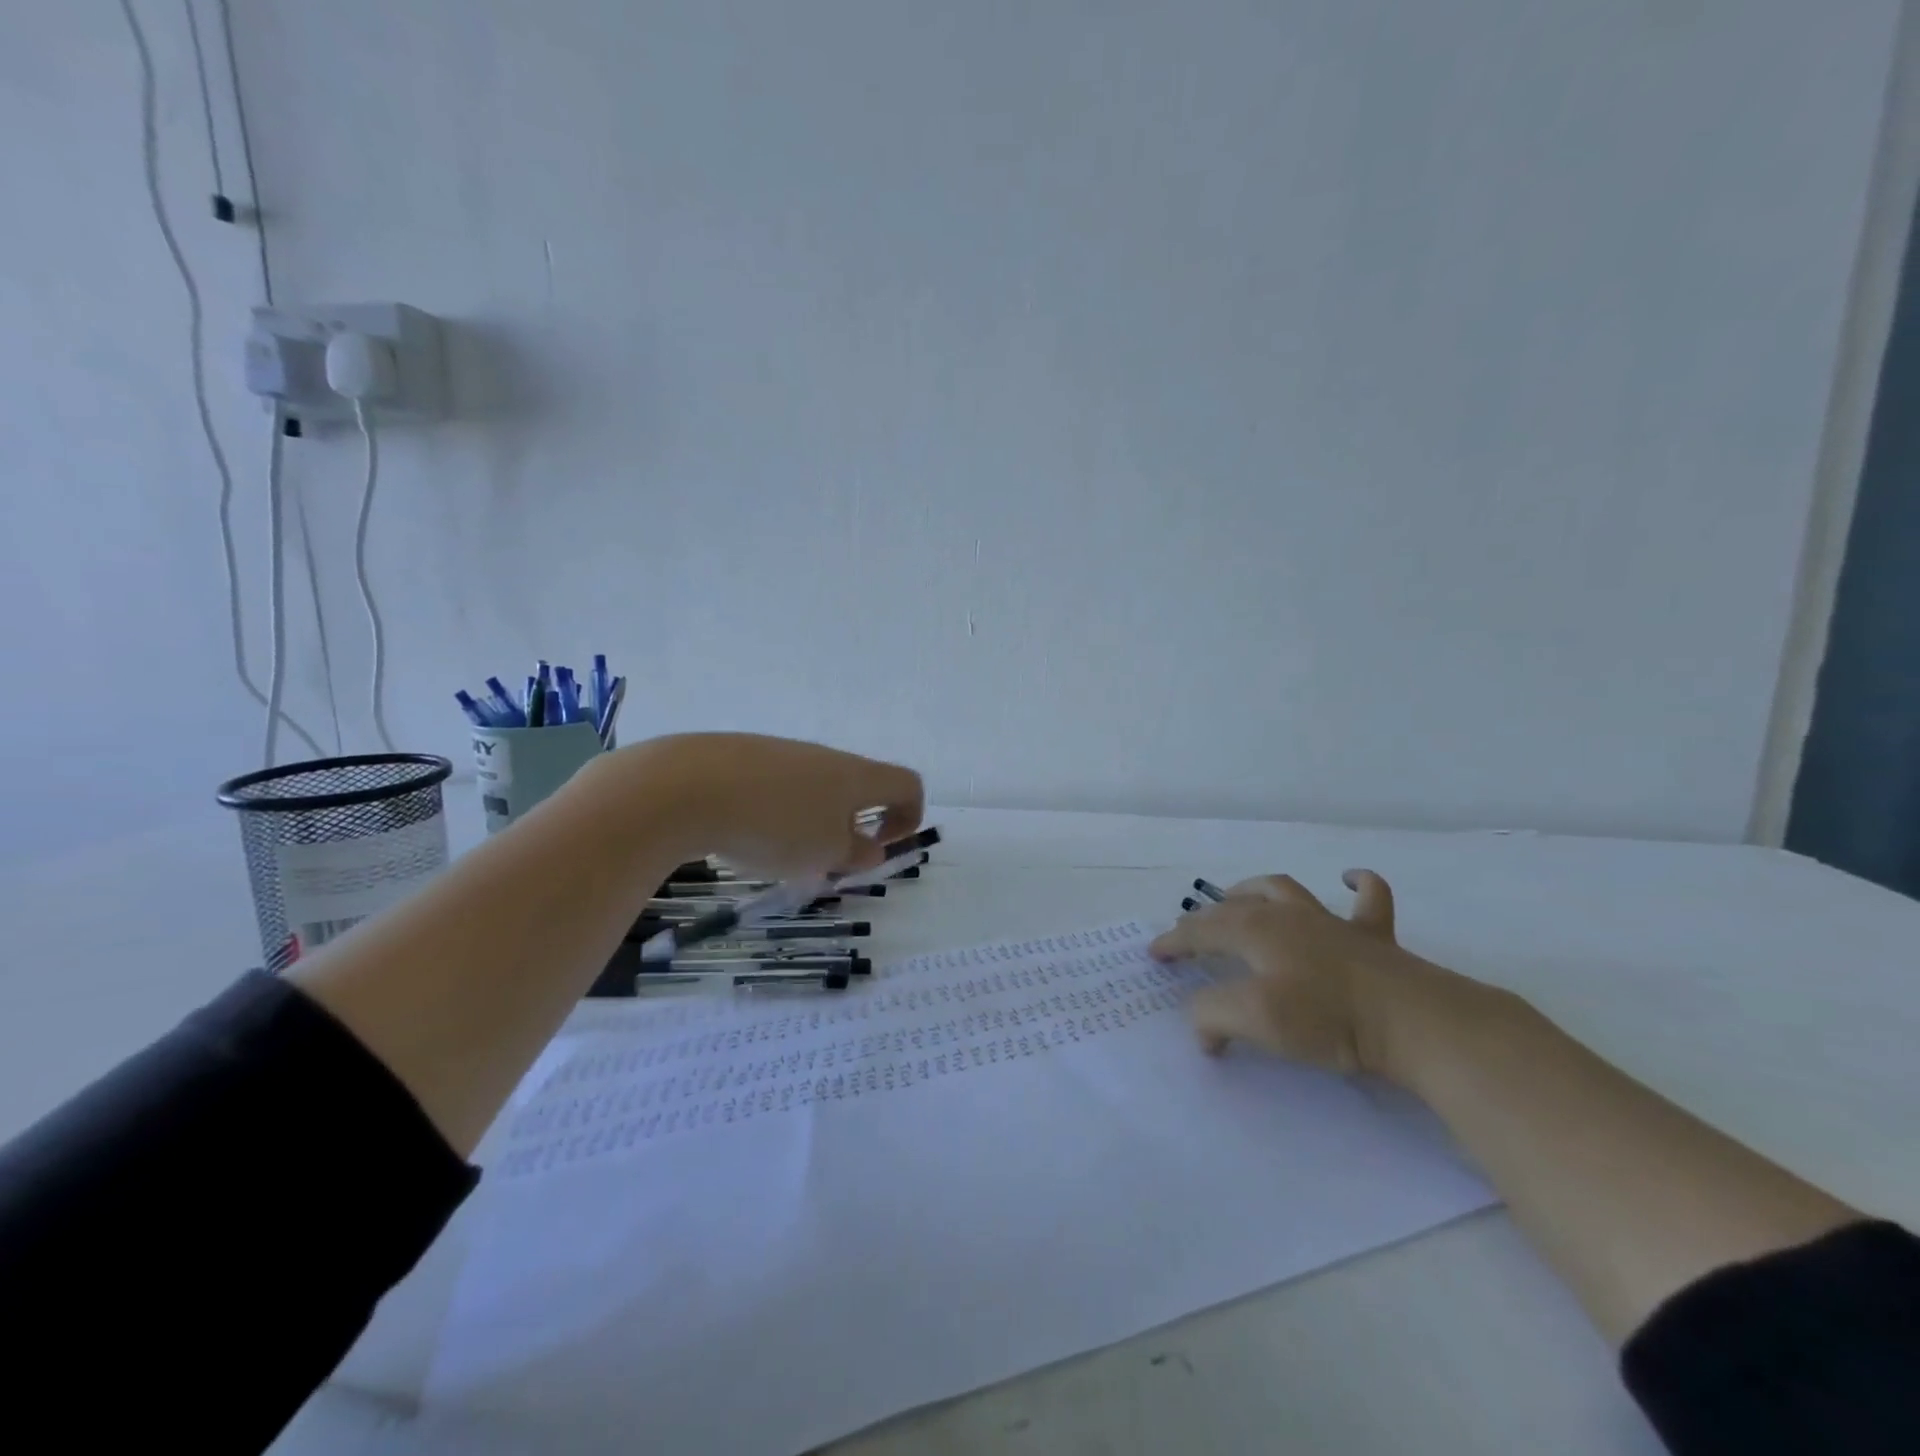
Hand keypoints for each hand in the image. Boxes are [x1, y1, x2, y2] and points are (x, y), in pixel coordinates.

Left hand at [601, 732, 924, 878]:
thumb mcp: (824, 854)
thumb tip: (870, 847)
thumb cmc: (774, 825)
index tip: (878, 848)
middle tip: (823, 861)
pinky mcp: (742, 755)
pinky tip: (742, 833)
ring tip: (777, 854)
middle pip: (857, 786)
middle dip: (850, 826)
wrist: (686, 786)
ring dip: (810, 821)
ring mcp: (781, 751)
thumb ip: (855, 853)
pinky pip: (775, 784)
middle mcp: (824, 756)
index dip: (908, 817)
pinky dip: (773, 811)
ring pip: (813, 787)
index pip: (907, 784)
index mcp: (855, 776)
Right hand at [1150, 870, 1422, 1075]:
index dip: (1174, 942)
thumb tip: (1203, 1029)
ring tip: (1239, 897)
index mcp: (1256, 931)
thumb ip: (1214, 1016)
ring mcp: (1332, 921)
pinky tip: (1348, 878)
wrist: (1413, 1021)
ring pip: (1284, 889)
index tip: (1154, 955)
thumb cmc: (1327, 1018)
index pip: (1201, 931)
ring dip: (1256, 890)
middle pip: (1235, 906)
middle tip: (1189, 932)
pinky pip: (1368, 897)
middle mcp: (1288, 915)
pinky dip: (1357, 884)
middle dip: (1205, 917)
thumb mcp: (1255, 1019)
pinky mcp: (1373, 937)